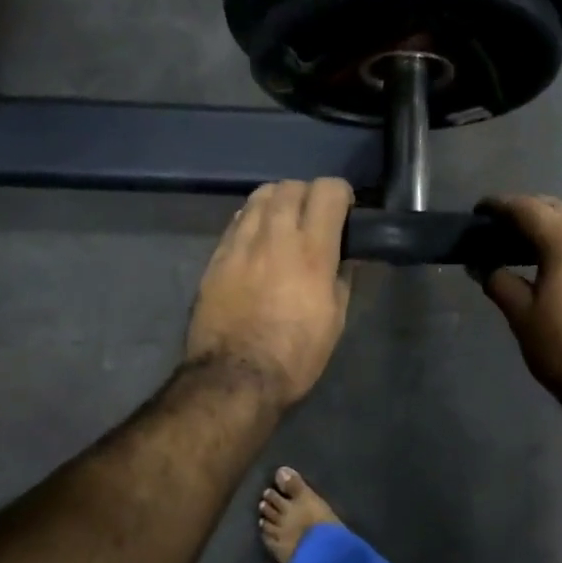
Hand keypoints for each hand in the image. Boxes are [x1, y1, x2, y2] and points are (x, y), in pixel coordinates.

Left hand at [185, 179, 354, 404]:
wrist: (235, 377)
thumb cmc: (295, 355)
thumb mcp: (334, 320)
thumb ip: (342, 278)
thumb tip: (345, 256)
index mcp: (312, 252)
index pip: (328, 191)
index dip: (341, 194)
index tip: (344, 211)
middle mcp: (275, 236)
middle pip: (291, 186)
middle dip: (308, 194)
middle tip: (314, 217)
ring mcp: (240, 244)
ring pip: (260, 196)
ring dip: (279, 201)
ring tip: (284, 223)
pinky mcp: (216, 257)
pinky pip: (238, 221)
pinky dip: (254, 220)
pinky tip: (259, 241)